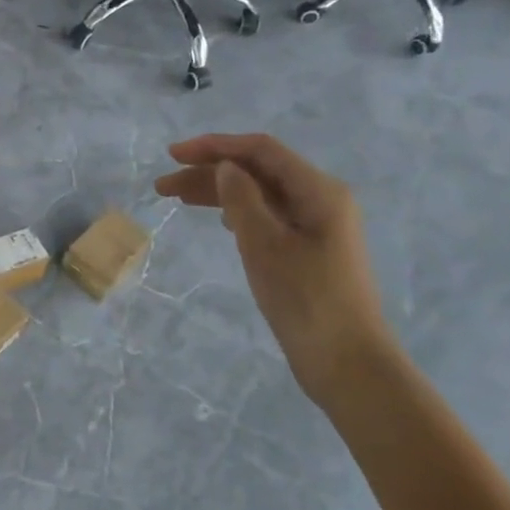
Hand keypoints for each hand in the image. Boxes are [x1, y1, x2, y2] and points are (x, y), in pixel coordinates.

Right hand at [156, 133, 395, 408]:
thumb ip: (241, 198)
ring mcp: (317, 225)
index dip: (214, 146)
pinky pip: (268, 215)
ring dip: (218, 192)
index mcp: (319, 190)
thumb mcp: (264, 244)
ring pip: (260, 193)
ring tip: (176, 199)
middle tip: (163, 185)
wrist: (347, 363)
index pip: (260, 150)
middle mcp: (321, 199)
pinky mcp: (309, 248)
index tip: (173, 154)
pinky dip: (237, 211)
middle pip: (257, 170)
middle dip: (209, 171)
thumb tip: (225, 167)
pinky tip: (218, 218)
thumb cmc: (305, 298)